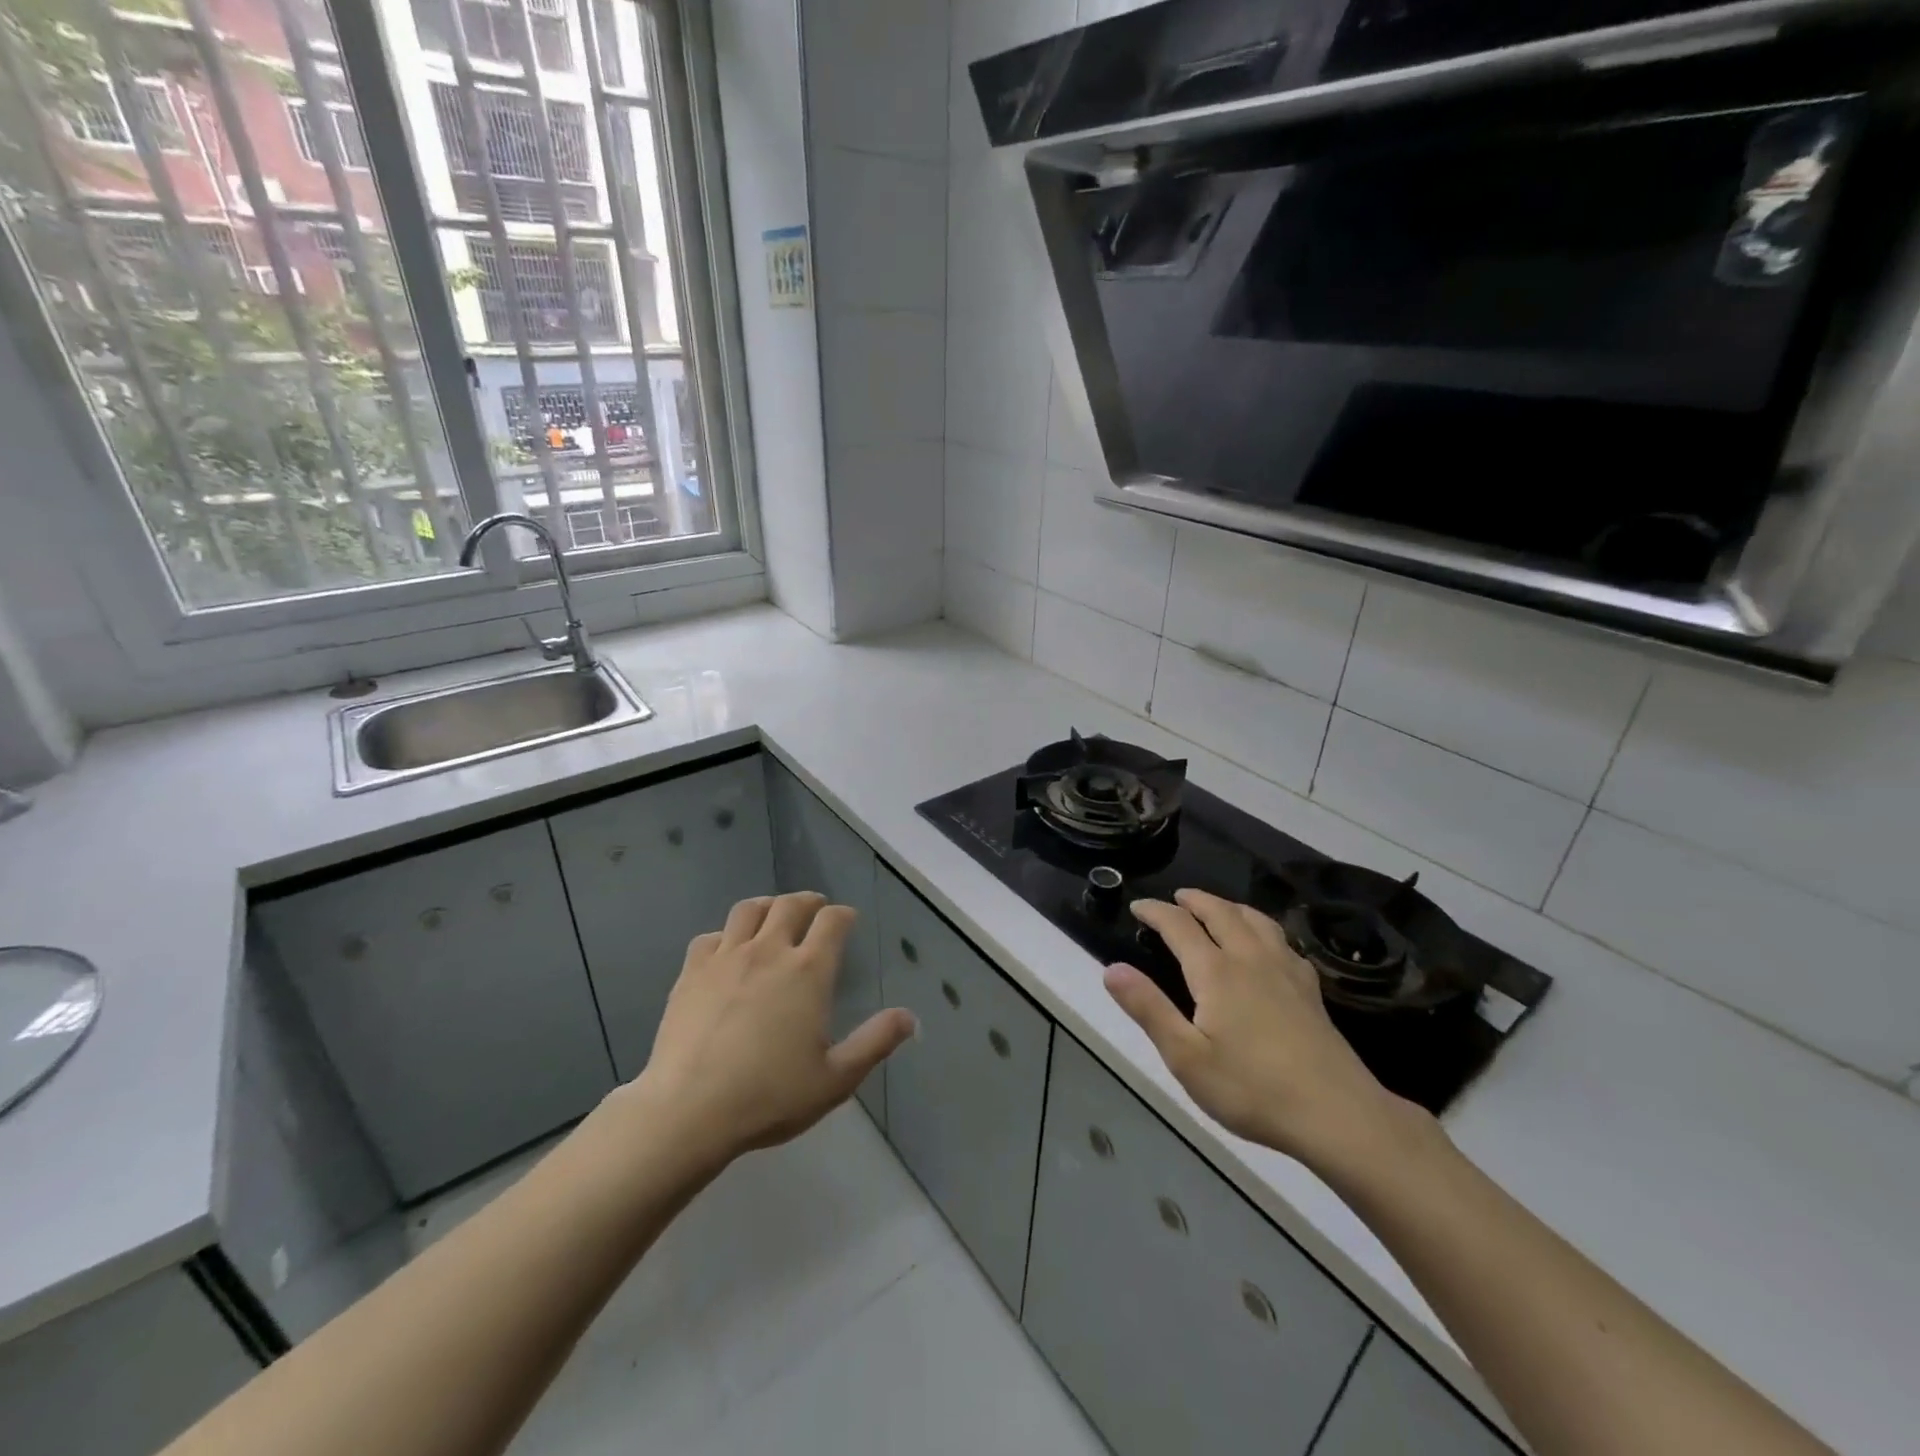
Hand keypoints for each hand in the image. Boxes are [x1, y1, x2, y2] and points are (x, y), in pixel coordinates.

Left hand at [634, 892, 915, 1161]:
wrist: (689, 1111)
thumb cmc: (770, 1096)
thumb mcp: (835, 1079)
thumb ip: (875, 1042)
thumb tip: (910, 1017)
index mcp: (808, 971)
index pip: (832, 921)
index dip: (843, 915)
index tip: (848, 920)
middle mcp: (769, 951)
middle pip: (791, 904)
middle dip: (809, 901)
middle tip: (815, 909)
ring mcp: (726, 958)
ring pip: (749, 910)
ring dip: (767, 906)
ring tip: (773, 916)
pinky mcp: (691, 972)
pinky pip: (710, 936)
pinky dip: (725, 935)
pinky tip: (727, 951)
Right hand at [1104, 889, 1428, 1171]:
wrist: (1338, 1114)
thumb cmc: (1252, 1089)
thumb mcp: (1186, 1057)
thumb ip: (1148, 1009)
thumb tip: (1112, 969)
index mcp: (1216, 972)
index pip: (1179, 926)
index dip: (1156, 911)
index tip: (1137, 906)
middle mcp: (1250, 959)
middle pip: (1221, 913)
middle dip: (1195, 900)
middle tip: (1176, 897)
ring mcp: (1286, 971)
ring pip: (1255, 920)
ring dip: (1230, 906)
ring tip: (1218, 908)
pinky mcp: (1310, 989)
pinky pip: (1282, 940)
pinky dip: (1263, 927)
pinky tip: (1267, 944)